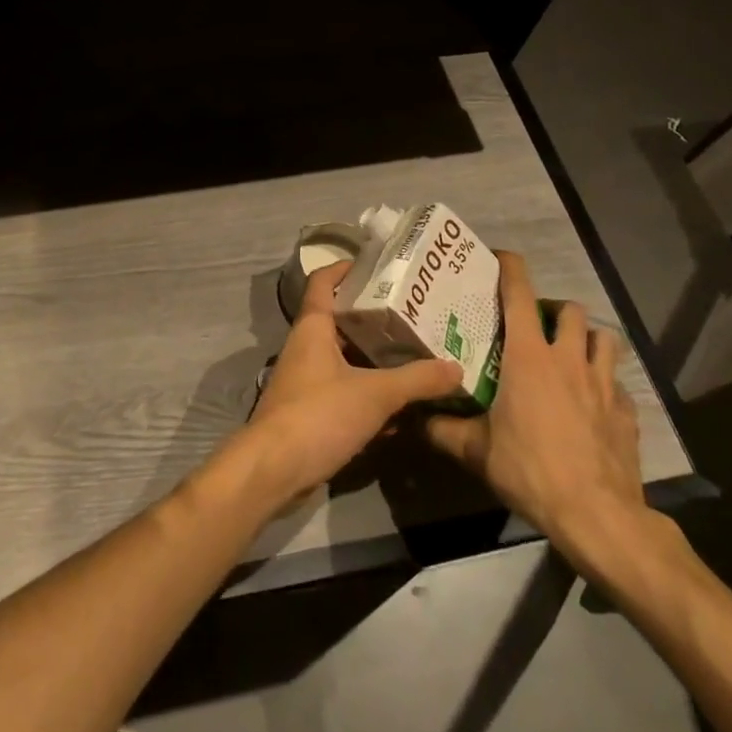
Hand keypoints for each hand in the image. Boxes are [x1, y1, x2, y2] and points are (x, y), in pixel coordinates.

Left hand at [242, 262, 461, 510]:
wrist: (275, 469)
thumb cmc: (319, 414)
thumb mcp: (374, 394)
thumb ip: (416, 380)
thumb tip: (456, 368)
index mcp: (312, 328)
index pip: (322, 282)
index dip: (343, 268)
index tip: (374, 263)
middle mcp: (306, 347)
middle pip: (340, 321)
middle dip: (373, 317)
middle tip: (413, 313)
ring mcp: (306, 380)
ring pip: (345, 358)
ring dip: (374, 358)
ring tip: (415, 353)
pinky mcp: (311, 411)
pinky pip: (344, 391)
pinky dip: (369, 393)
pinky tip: (400, 405)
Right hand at [425, 251, 649, 573]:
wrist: (598, 516)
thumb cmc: (530, 469)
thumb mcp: (475, 450)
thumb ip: (442, 428)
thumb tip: (414, 418)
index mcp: (529, 356)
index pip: (520, 294)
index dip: (511, 268)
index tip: (500, 258)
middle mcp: (569, 359)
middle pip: (571, 310)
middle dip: (555, 311)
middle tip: (536, 329)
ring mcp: (605, 385)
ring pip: (604, 339)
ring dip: (587, 340)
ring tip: (570, 358)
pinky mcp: (628, 413)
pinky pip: (620, 385)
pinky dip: (607, 385)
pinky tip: (593, 405)